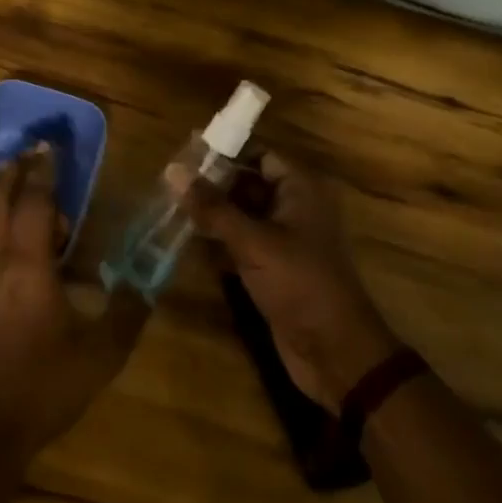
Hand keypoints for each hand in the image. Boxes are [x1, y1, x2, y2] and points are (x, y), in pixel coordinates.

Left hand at [0, 145, 148, 461]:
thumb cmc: (45, 386)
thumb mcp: (101, 354)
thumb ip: (127, 312)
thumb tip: (147, 284)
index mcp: (28, 266)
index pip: (36, 203)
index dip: (45, 172)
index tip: (51, 147)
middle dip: (12, 171)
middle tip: (27, 153)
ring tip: (4, 175)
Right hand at [189, 152, 398, 408]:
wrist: (333, 351)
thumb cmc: (299, 283)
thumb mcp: (253, 241)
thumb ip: (212, 206)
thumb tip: (173, 169)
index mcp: (301, 190)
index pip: (260, 154)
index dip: (225, 151)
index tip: (184, 151)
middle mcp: (294, 208)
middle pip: (249, 183)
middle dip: (212, 182)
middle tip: (169, 179)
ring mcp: (284, 239)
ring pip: (242, 214)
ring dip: (212, 211)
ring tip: (169, 204)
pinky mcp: (273, 267)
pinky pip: (241, 242)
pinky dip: (218, 238)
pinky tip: (185, 236)